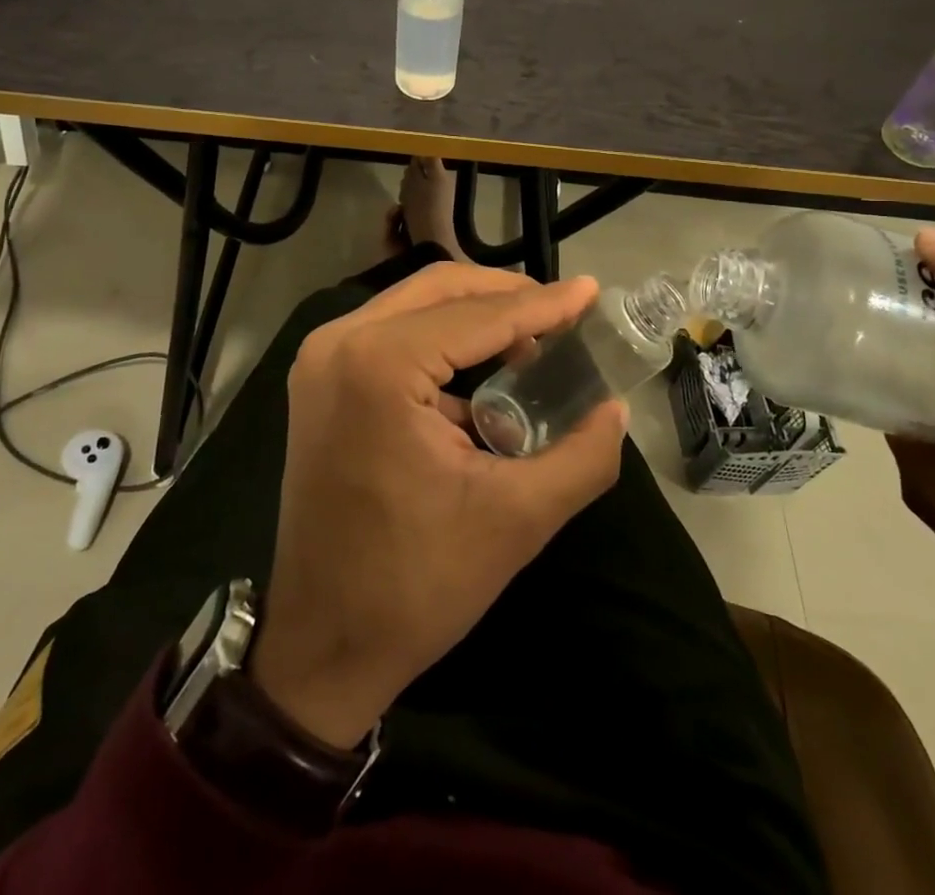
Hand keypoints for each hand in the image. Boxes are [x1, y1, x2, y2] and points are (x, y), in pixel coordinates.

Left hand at [248, 263, 627, 749]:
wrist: (322, 643)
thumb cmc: (417, 583)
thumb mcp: (516, 518)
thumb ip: (582, 456)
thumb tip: (616, 408)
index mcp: (379, 364)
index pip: (478, 316)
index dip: (542, 304)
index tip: (592, 292)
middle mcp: (339, 342)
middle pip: (439, 289)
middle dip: (506, 296)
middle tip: (563, 312)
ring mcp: (320, 358)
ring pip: (413, 306)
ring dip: (474, 315)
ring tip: (532, 341)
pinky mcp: (319, 380)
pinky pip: (391, 335)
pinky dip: (440, 341)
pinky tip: (482, 374)